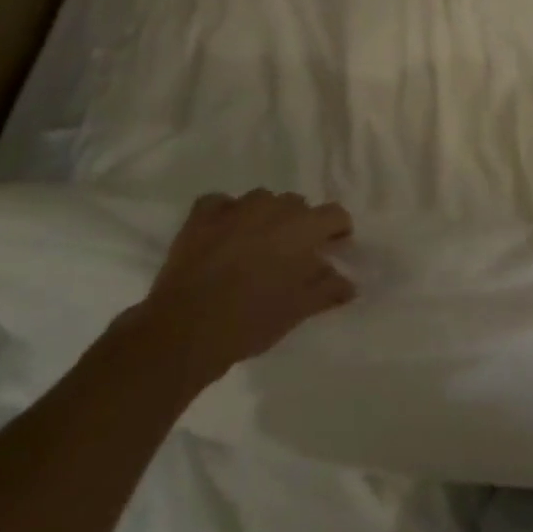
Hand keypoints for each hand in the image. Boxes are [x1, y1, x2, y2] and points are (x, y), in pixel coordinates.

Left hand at [139, 189, 355, 381]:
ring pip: (262, 200)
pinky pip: (221, 203)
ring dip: (266, 217)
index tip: (334, 248)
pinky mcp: (201, 217)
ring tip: (257, 244)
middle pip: (298, 205)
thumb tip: (349, 283)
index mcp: (304, 227)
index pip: (335, 214)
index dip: (338, 230)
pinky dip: (227, 213)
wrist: (184, 330)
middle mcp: (274, 208)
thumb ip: (329, 289)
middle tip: (292, 255)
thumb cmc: (252, 320)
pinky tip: (225, 233)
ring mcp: (235, 208)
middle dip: (300, 225)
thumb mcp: (299, 310)